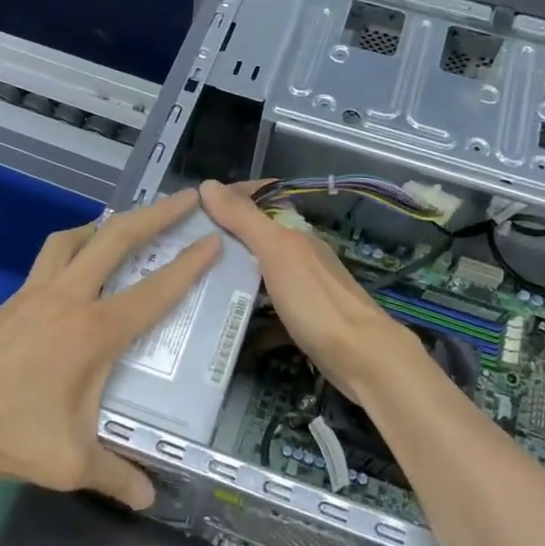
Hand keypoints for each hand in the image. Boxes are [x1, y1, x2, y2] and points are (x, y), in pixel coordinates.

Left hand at [0, 188, 220, 508]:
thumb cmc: (4, 431)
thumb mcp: (68, 463)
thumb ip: (115, 476)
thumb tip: (148, 498)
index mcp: (93, 332)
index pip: (154, 291)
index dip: (189, 264)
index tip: (214, 238)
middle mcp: (68, 299)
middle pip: (117, 239)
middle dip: (157, 214)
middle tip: (187, 198)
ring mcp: (34, 294)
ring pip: (75, 238)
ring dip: (106, 225)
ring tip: (126, 226)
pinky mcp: (11, 301)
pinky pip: (49, 257)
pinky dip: (73, 247)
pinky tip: (74, 267)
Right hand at [199, 179, 419, 402]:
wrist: (362, 360)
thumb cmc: (316, 301)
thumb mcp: (277, 253)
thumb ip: (244, 220)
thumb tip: (208, 185)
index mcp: (295, 234)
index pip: (260, 199)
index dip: (229, 197)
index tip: (192, 208)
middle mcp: (300, 256)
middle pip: (256, 237)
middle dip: (222, 238)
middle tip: (182, 247)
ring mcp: (303, 289)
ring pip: (260, 272)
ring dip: (231, 274)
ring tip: (193, 281)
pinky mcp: (302, 321)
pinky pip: (267, 309)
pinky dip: (247, 313)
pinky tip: (224, 323)